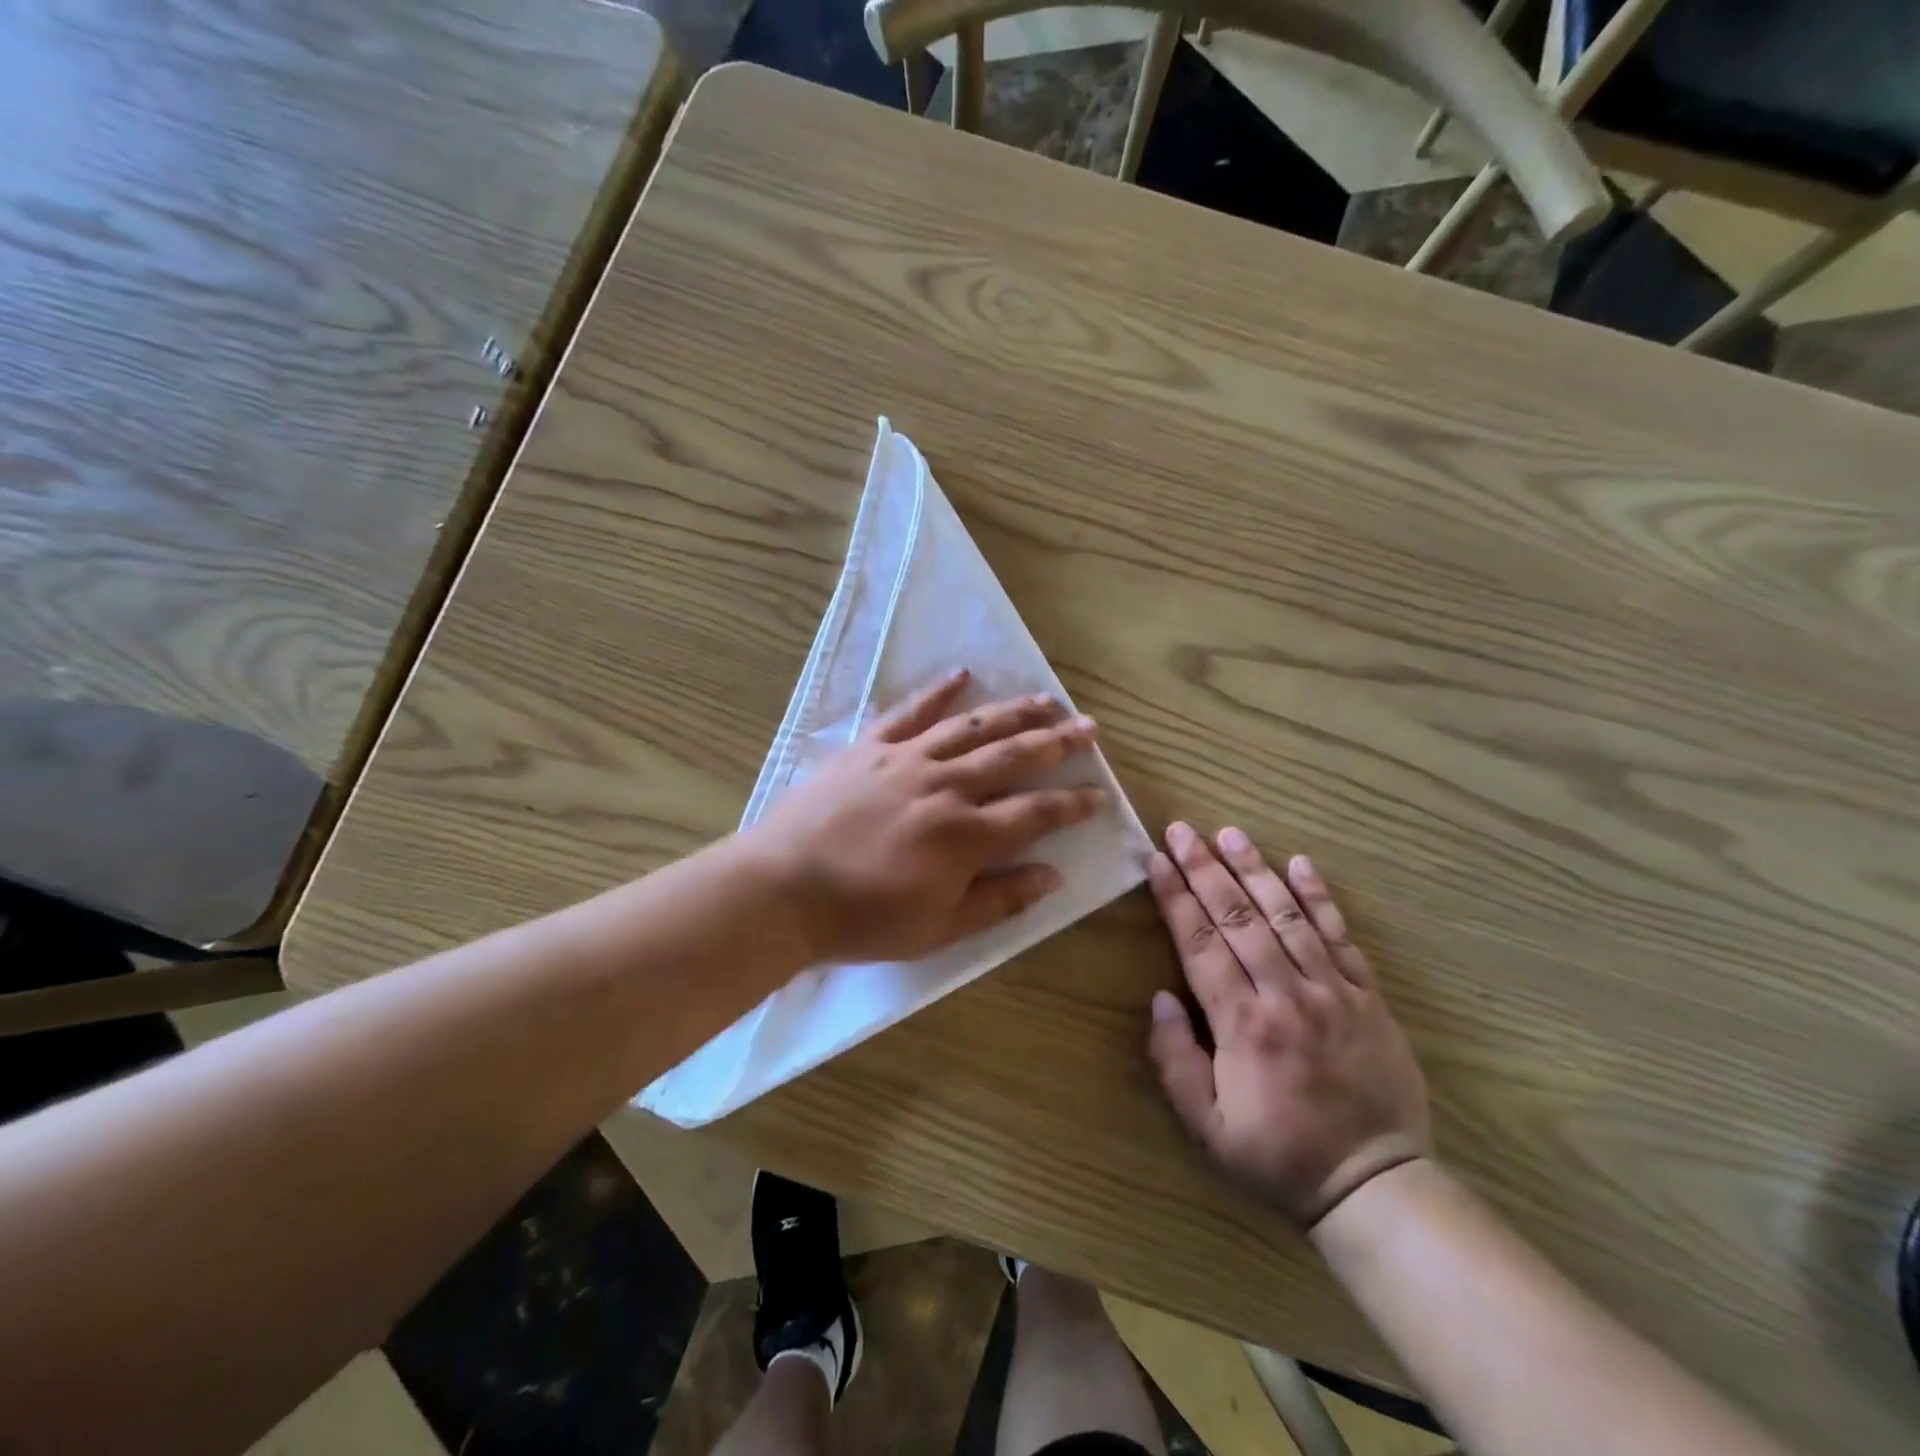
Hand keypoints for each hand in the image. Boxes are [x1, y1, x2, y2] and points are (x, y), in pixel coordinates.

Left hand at [748, 668, 1106, 964]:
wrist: (784, 889)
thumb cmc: (863, 919)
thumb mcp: (939, 928)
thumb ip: (999, 900)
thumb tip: (1053, 875)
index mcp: (966, 835)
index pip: (1036, 812)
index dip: (1072, 803)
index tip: (1099, 793)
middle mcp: (945, 787)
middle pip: (1013, 756)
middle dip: (1056, 741)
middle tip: (1088, 727)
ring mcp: (907, 760)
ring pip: (972, 727)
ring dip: (1013, 711)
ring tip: (1046, 698)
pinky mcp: (871, 747)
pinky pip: (911, 711)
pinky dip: (938, 691)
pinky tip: (962, 673)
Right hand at [1145, 823, 1430, 1226]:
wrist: (1375, 1184)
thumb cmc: (1279, 1156)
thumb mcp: (1208, 1128)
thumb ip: (1176, 1062)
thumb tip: (1160, 999)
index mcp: (1243, 1024)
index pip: (1200, 944)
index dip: (1176, 898)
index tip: (1158, 860)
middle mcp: (1286, 995)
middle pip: (1238, 918)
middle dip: (1205, 869)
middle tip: (1183, 830)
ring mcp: (1332, 991)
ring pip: (1287, 916)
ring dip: (1256, 870)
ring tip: (1231, 834)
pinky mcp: (1367, 997)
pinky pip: (1341, 937)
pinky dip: (1320, 898)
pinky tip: (1300, 864)